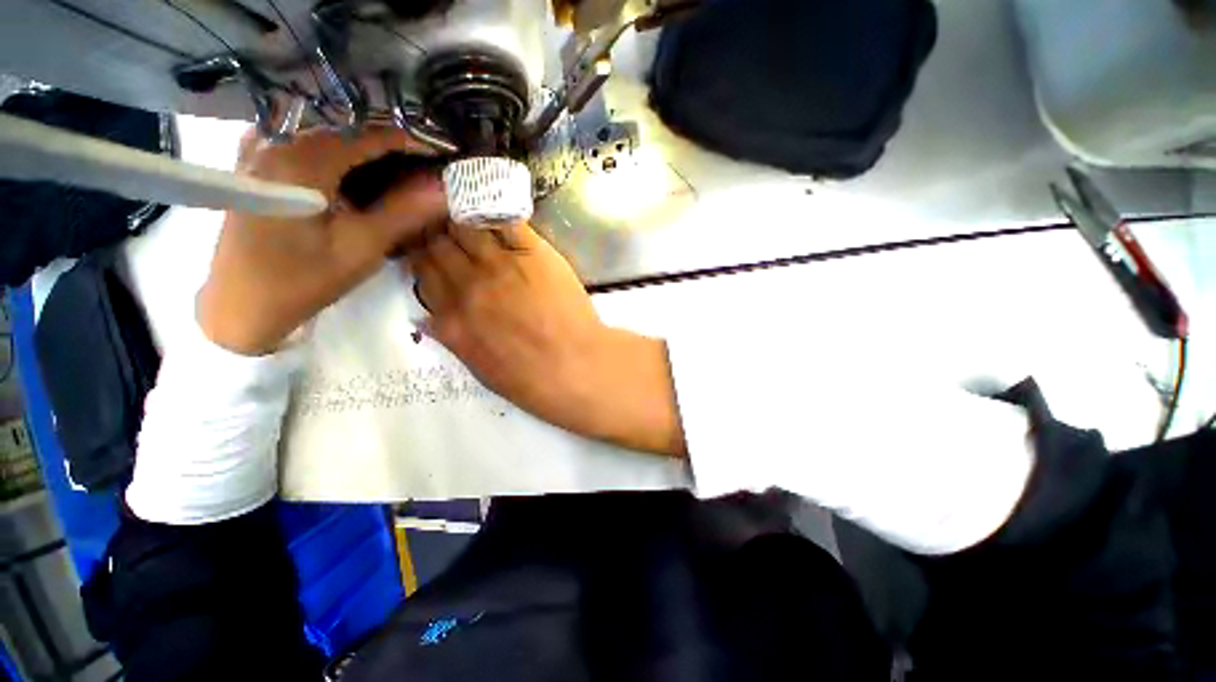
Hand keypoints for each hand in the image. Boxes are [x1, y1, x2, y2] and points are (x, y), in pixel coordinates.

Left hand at [199, 127, 446, 354]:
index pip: (367, 136)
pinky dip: (335, 157)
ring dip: (363, 152)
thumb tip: (442, 188)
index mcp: (302, 161)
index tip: (440, 156)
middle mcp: (277, 143)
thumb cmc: (303, 279)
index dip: (408, 142)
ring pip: (325, 139)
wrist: (240, 304)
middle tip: (422, 170)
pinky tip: (349, 175)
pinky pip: (304, 148)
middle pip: (345, 132)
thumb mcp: (362, 248)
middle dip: (388, 148)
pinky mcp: (255, 169)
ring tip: (395, 173)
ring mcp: (260, 153)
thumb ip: (404, 212)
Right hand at [408, 223, 686, 456]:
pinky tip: (492, 210)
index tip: (426, 248)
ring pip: (465, 227)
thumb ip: (452, 338)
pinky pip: (504, 221)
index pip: (424, 273)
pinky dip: (494, 213)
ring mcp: (501, 265)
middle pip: (439, 245)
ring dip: (461, 219)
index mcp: (453, 318)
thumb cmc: (532, 379)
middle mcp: (468, 285)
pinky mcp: (533, 252)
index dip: (422, 257)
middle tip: (442, 226)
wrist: (576, 367)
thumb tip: (427, 317)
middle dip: (436, 233)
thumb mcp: (481, 369)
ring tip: (466, 215)